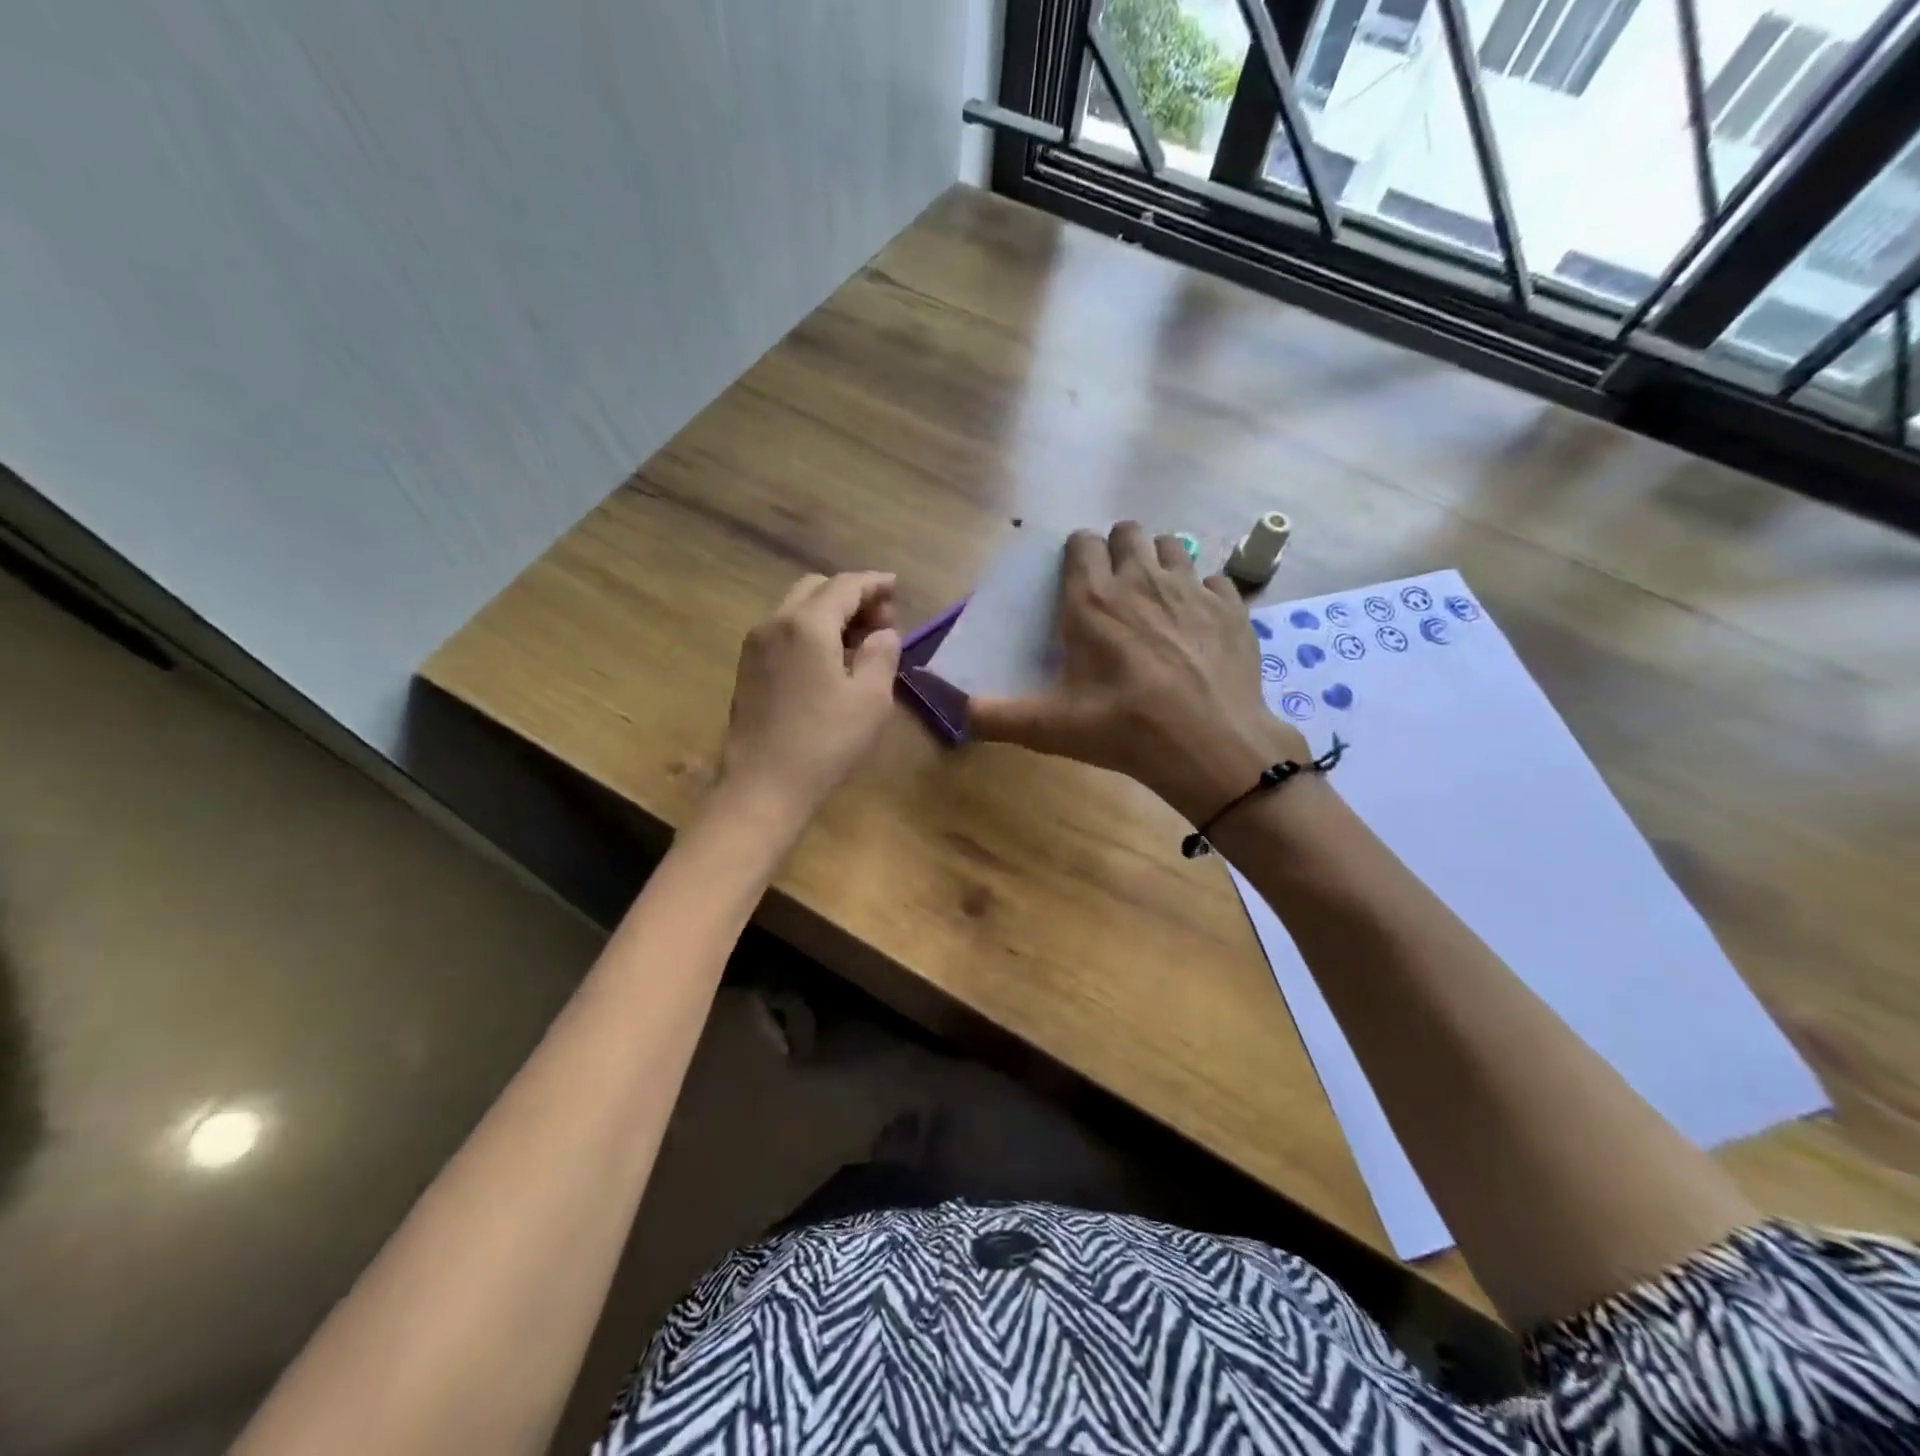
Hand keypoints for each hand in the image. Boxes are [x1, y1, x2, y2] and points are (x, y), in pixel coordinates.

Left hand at [718, 572, 901, 822]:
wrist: (763, 785)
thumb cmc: (825, 742)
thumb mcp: (871, 699)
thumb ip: (882, 655)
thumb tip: (882, 634)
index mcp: (808, 625)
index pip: (846, 585)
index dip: (875, 583)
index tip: (896, 587)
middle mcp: (776, 623)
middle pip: (816, 589)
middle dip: (851, 596)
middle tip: (880, 623)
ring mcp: (755, 645)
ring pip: (797, 609)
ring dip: (829, 614)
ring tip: (859, 644)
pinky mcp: (748, 668)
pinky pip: (784, 632)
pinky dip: (810, 631)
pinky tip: (829, 661)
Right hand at [969, 523, 1305, 822]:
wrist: (1209, 746)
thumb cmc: (1124, 729)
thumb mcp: (1050, 728)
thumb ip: (999, 717)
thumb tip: (962, 712)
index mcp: (1093, 600)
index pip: (1080, 543)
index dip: (1076, 555)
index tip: (1075, 582)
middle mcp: (1141, 579)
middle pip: (1127, 532)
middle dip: (1118, 550)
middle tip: (1115, 589)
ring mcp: (1192, 589)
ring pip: (1172, 545)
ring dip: (1160, 563)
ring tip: (1156, 600)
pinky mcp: (1231, 607)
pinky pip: (1215, 579)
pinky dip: (1204, 594)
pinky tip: (1198, 625)